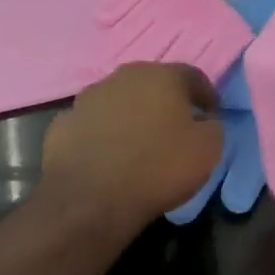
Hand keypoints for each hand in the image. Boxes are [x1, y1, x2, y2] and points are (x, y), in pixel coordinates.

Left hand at [40, 63, 223, 231]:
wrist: (90, 199)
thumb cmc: (158, 168)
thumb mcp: (207, 150)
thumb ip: (212, 126)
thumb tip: (203, 121)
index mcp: (161, 76)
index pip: (192, 75)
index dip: (205, 94)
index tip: (211, 113)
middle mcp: (123, 76)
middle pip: (152, 83)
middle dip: (165, 101)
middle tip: (176, 125)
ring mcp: (87, 98)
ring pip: (119, 100)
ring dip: (131, 115)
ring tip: (139, 143)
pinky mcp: (62, 123)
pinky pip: (93, 124)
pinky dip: (103, 134)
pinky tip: (108, 156)